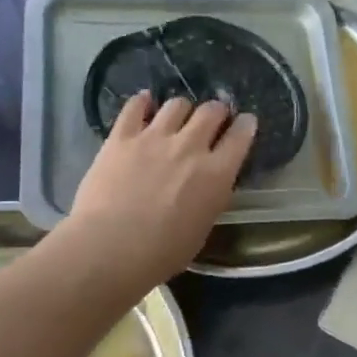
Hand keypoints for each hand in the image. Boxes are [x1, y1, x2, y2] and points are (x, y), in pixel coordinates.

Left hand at [60, 92, 255, 291]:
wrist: (110, 247)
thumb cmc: (161, 253)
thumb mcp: (201, 230)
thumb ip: (209, 199)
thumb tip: (209, 186)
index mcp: (216, 174)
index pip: (241, 136)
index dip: (245, 125)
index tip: (245, 123)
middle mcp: (190, 147)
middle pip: (211, 111)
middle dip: (216, 111)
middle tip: (212, 119)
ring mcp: (154, 137)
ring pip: (177, 104)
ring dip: (182, 109)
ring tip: (177, 117)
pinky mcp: (122, 137)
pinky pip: (135, 107)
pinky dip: (142, 102)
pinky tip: (144, 103)